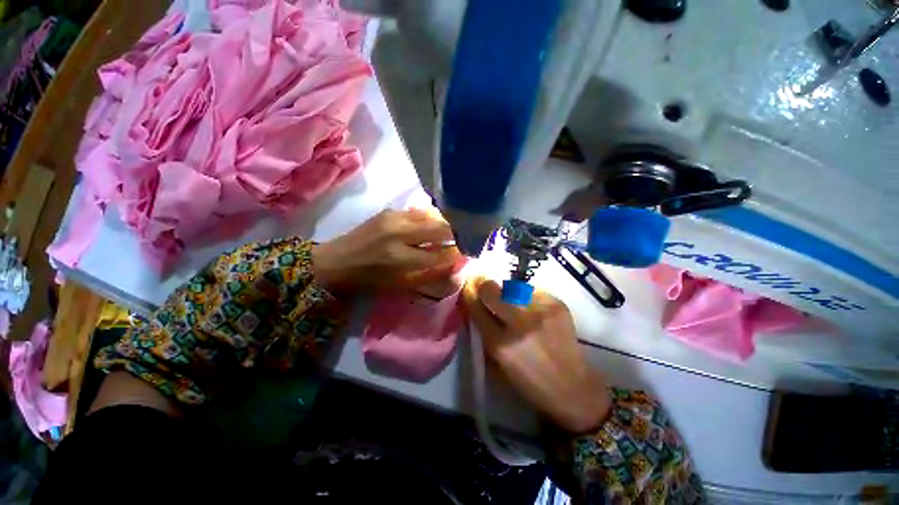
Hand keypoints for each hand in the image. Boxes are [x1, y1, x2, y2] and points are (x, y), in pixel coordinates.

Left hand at [312, 208, 461, 292]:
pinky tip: (431, 226)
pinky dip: (430, 219)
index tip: (467, 253)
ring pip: (432, 216)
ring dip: (445, 224)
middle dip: (457, 234)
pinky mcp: (390, 211)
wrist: (336, 260)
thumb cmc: (369, 279)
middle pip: (440, 228)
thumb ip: (430, 274)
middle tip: (464, 239)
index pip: (441, 253)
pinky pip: (419, 212)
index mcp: (400, 258)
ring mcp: (394, 218)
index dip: (457, 253)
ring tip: (450, 232)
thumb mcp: (400, 285)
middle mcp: (399, 233)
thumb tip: (454, 264)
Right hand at [462, 278, 610, 433]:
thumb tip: (476, 305)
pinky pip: (533, 291)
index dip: (470, 297)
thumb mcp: (498, 363)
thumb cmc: (530, 381)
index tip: (470, 290)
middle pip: (491, 290)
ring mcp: (540, 312)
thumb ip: (485, 333)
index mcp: (501, 345)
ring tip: (513, 303)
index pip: (476, 309)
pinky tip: (534, 310)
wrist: (573, 388)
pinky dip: (528, 298)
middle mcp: (519, 324)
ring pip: (512, 287)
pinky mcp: (557, 305)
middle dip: (485, 287)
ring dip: (507, 293)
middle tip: (487, 289)